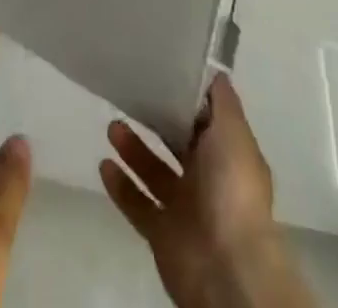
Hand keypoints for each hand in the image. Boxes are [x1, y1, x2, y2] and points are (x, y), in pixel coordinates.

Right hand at [100, 74, 314, 307]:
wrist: (228, 269)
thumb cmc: (232, 189)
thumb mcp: (233, 132)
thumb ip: (222, 100)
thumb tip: (213, 69)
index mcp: (227, 155)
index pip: (203, 119)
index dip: (184, 98)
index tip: (159, 70)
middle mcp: (207, 180)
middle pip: (176, 144)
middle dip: (154, 121)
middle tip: (129, 95)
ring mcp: (183, 209)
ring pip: (153, 172)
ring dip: (133, 150)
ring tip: (112, 126)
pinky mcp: (161, 235)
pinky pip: (137, 205)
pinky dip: (121, 187)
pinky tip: (104, 165)